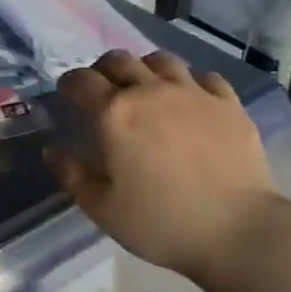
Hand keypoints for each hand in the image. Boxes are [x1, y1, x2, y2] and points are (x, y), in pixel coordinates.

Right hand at [47, 50, 283, 283]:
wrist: (238, 231)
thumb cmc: (162, 223)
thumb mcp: (103, 209)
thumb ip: (72, 175)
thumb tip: (52, 150)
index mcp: (114, 113)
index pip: (81, 80)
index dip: (69, 83)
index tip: (67, 94)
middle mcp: (150, 91)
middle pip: (119, 60)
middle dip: (104, 70)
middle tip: (104, 89)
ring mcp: (193, 93)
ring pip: (161, 60)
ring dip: (145, 69)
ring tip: (146, 88)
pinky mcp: (228, 103)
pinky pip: (204, 76)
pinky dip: (190, 82)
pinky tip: (191, 101)